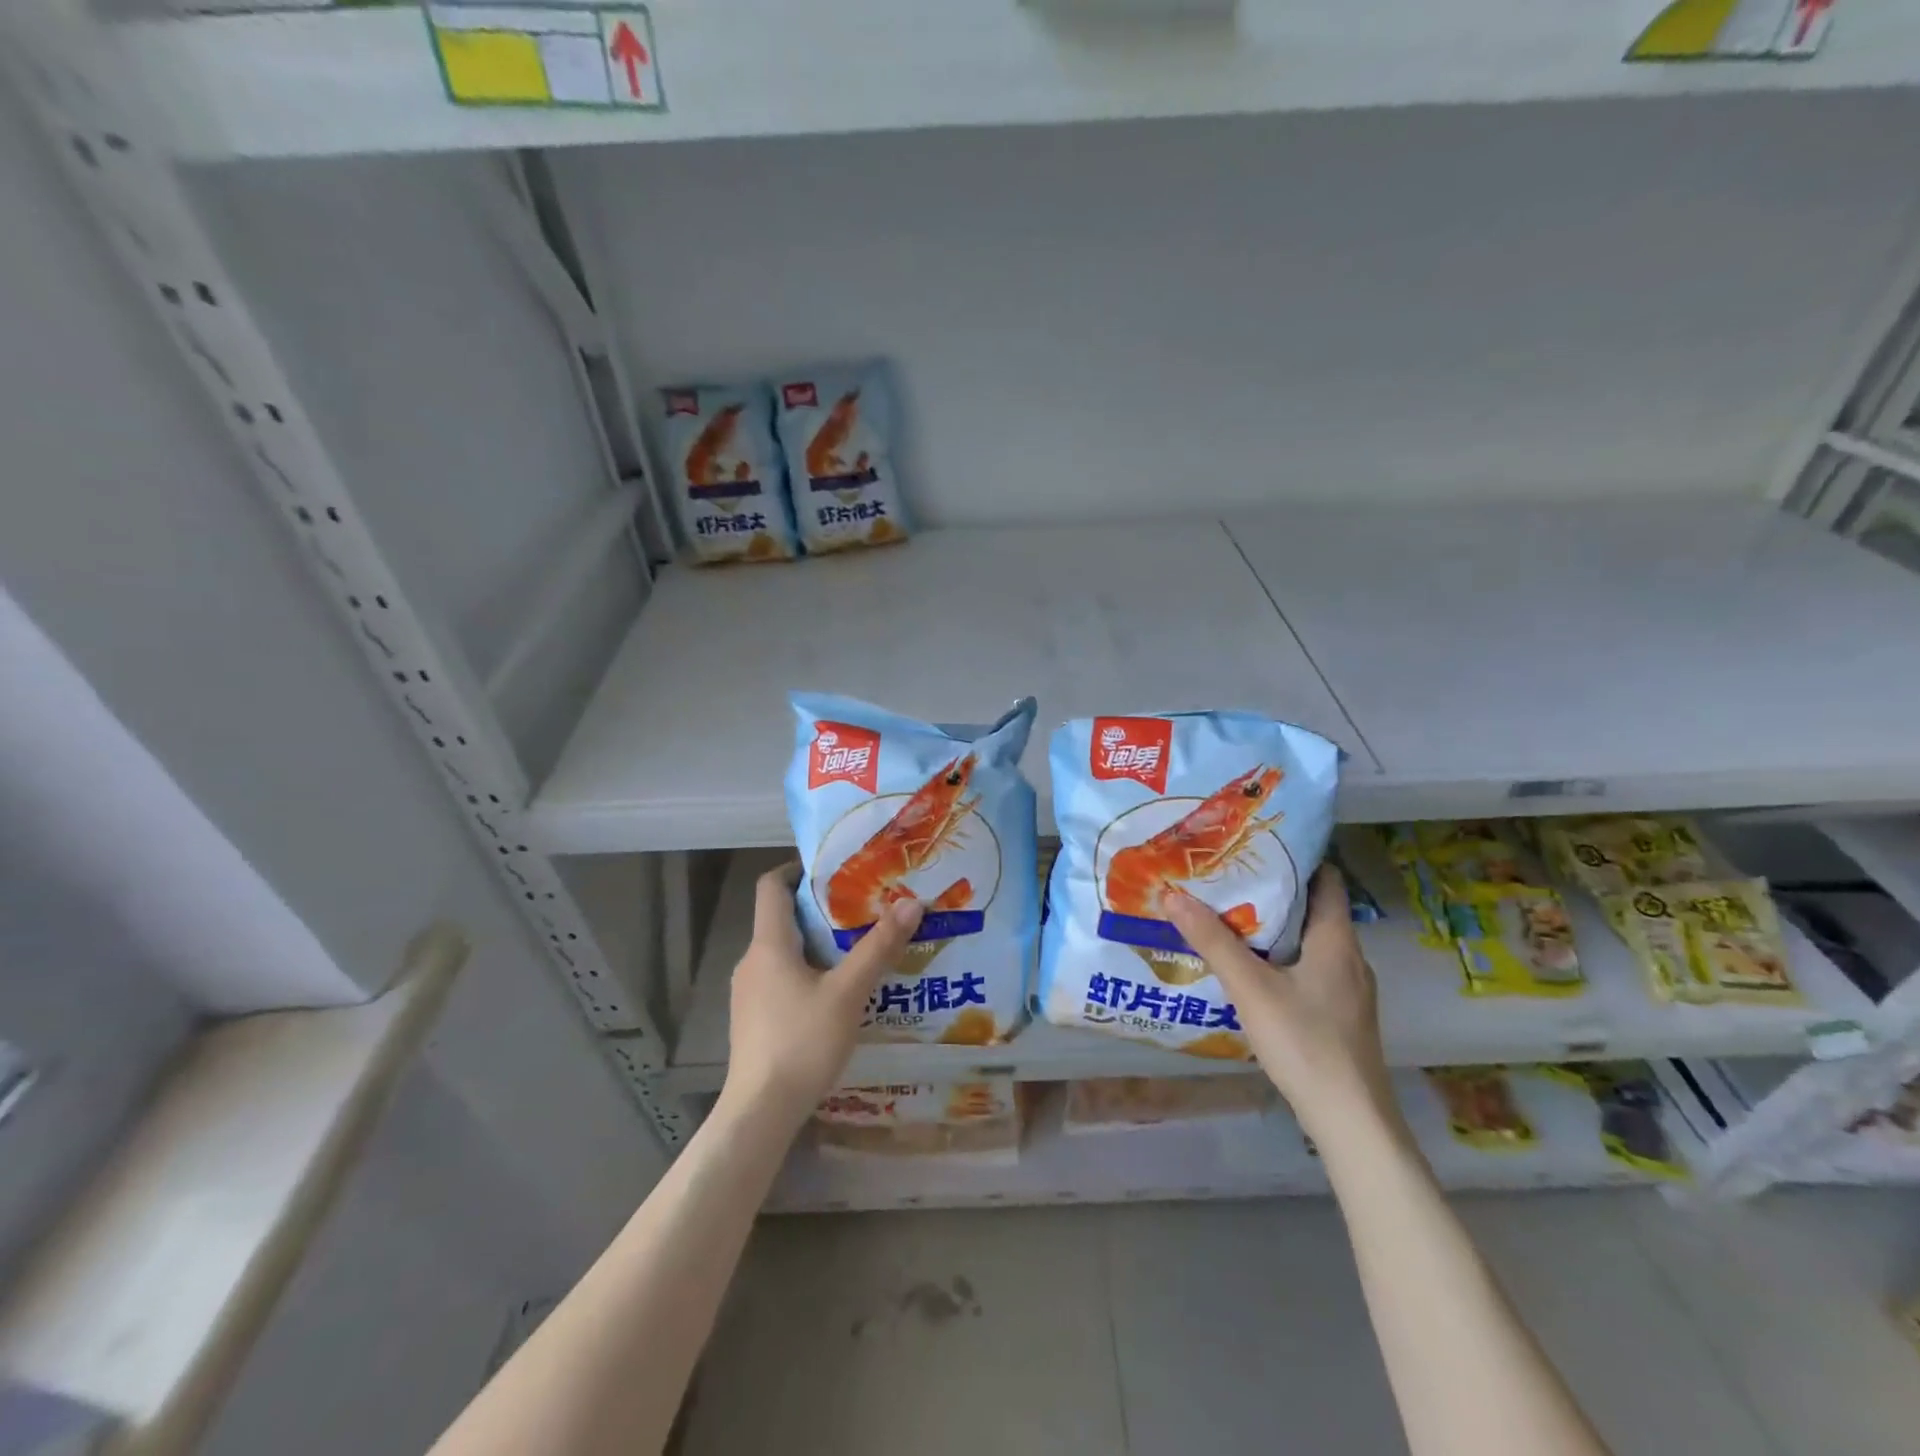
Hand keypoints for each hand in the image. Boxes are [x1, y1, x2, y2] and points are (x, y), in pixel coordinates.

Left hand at [721, 862, 923, 1130]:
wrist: (760, 1112)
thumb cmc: (802, 1042)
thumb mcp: (848, 992)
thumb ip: (879, 947)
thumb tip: (911, 902)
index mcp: (769, 944)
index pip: (771, 886)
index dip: (797, 869)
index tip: (833, 869)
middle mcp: (752, 961)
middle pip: (782, 918)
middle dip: (821, 909)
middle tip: (864, 907)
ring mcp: (749, 992)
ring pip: (784, 951)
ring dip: (818, 943)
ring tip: (859, 948)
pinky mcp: (754, 1019)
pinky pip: (781, 978)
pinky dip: (808, 971)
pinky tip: (838, 992)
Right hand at [1166, 865, 1396, 1139]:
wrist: (1351, 1121)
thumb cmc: (1305, 1042)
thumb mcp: (1251, 988)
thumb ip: (1213, 941)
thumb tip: (1173, 895)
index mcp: (1336, 940)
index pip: (1326, 880)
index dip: (1296, 858)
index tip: (1255, 846)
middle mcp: (1349, 958)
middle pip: (1314, 910)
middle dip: (1273, 893)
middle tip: (1228, 879)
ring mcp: (1349, 991)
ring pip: (1310, 943)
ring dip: (1275, 928)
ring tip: (1230, 918)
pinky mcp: (1341, 1017)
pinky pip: (1310, 970)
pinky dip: (1282, 959)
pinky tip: (1251, 971)